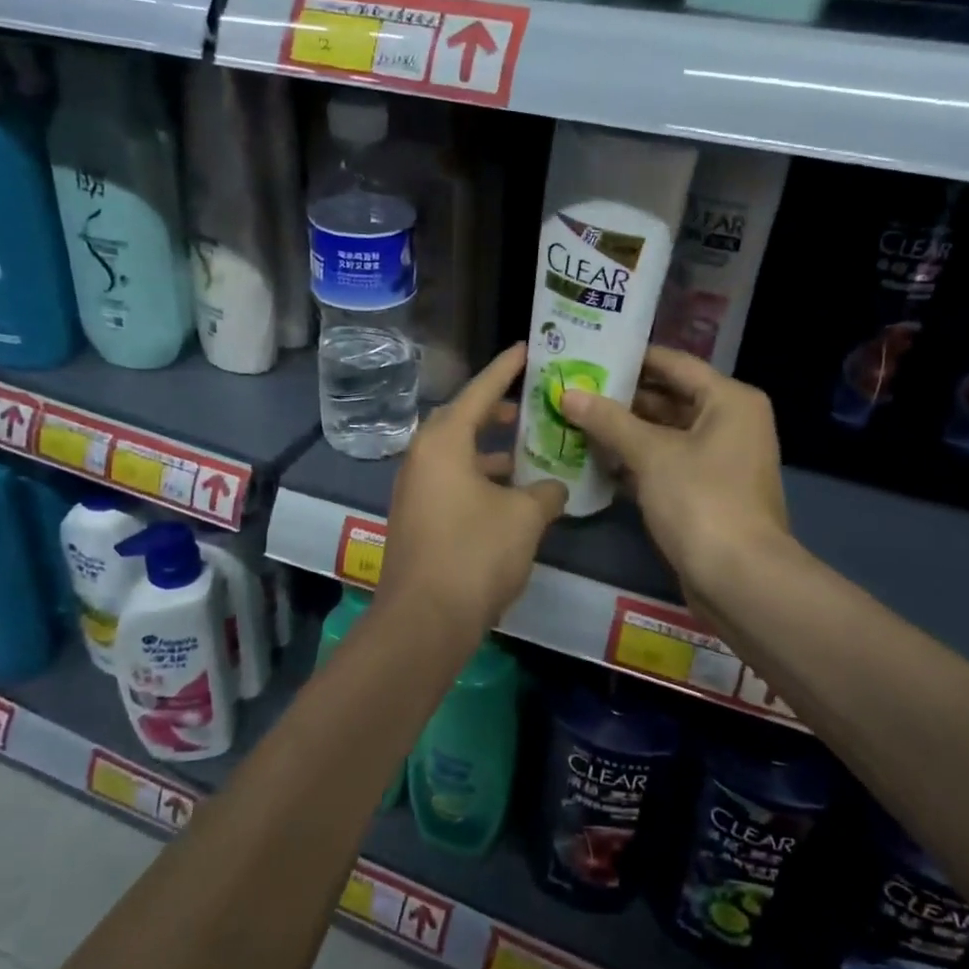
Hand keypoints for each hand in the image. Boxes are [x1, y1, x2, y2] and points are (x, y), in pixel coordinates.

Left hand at [381, 345, 567, 632]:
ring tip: (529, 448)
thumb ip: (545, 492)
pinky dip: (480, 476)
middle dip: (497, 410)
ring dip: (491, 449)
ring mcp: (415, 488)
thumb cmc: (475, 553)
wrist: (425, 619)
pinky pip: (452, 480)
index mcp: (444, 442)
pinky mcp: (417, 517)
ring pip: (458, 453)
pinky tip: (511, 493)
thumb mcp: (524, 517)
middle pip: (463, 419)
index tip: (527, 348)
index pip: (479, 391)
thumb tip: (553, 488)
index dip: (506, 368)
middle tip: (531, 404)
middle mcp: (422, 457)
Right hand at [561, 346, 788, 609]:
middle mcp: (729, 422)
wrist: (739, 578)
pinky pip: (665, 464)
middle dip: (621, 397)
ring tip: (574, 419)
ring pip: (664, 434)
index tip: (589, 352)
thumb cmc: (701, 500)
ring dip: (623, 431)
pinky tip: (594, 460)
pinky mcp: (705, 492)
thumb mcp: (651, 454)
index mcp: (729, 400)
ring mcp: (718, 460)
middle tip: (574, 388)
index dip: (631, 357)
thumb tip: (568, 393)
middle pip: (668, 398)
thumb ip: (608, 420)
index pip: (674, 364)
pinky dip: (634, 462)